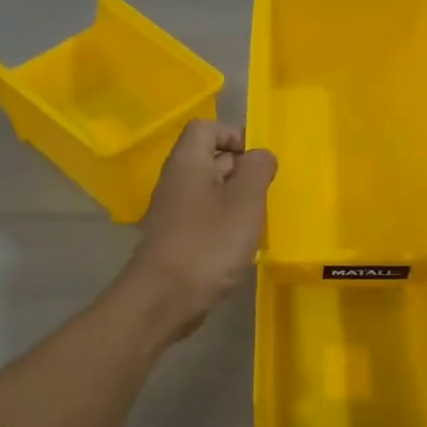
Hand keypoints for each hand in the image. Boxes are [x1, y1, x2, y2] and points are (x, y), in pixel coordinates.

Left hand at [121, 120, 276, 342]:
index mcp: (188, 162)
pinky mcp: (175, 237)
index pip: (206, 127)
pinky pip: (203, 217)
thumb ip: (257, 170)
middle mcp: (175, 180)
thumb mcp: (245, 201)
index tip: (257, 163)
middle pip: (209, 158)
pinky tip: (238, 246)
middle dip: (240, 170)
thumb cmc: (209, 244)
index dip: (234, 135)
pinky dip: (223, 224)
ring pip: (209, 190)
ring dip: (235, 201)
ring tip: (255, 222)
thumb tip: (260, 155)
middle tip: (263, 195)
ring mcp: (172, 211)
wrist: (164, 299)